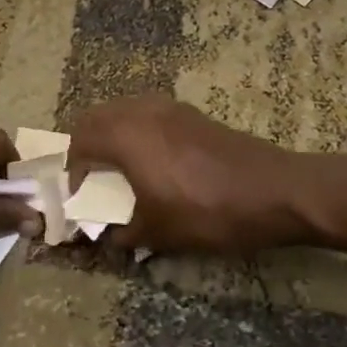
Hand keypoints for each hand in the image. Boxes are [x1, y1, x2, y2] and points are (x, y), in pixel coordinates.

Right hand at [66, 97, 304, 254]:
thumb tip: (111, 237)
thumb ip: (125, 233)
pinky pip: (149, 113)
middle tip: (90, 178)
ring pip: (124, 110)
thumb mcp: (160, 232)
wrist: (274, 190)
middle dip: (86, 145)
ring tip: (118, 169)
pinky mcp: (192, 114)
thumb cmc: (208, 213)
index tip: (78, 196)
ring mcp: (170, 108)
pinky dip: (137, 130)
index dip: (72, 169)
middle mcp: (143, 112)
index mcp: (127, 136)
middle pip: (97, 116)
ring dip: (112, 133)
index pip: (80, 140)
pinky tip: (152, 162)